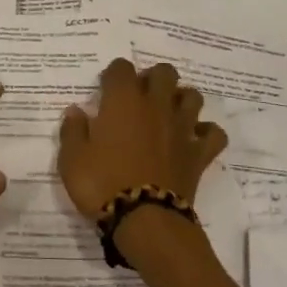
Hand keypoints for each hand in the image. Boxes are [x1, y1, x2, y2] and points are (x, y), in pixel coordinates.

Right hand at [58, 59, 228, 218]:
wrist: (144, 219)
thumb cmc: (102, 183)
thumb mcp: (71, 159)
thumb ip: (73, 131)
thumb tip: (75, 111)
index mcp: (123, 101)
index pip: (122, 67)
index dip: (114, 74)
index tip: (106, 89)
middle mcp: (156, 105)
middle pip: (164, 72)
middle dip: (153, 78)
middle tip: (139, 98)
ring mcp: (181, 128)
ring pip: (192, 97)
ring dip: (181, 100)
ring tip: (167, 114)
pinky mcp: (199, 154)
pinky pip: (214, 134)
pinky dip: (206, 133)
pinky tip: (193, 139)